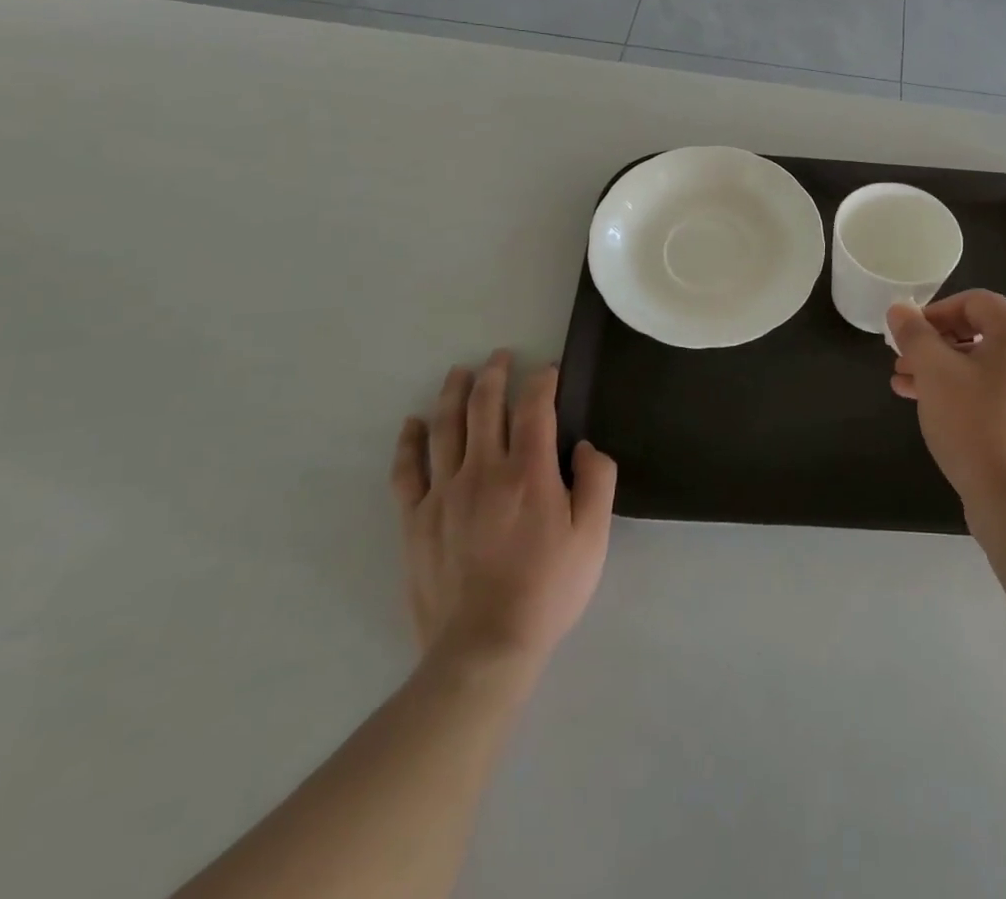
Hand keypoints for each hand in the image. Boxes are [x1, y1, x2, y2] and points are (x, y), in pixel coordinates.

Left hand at [390, 352, 617, 671]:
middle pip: (486, 406)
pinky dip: (409, 441)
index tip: (549, 371)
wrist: (483, 649)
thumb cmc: (547, 590)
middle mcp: (484, 470)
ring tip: (460, 372)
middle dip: (495, 374)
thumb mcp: (593, 537)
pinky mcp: (416, 520)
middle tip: (501, 356)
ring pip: (445, 427)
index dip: (543, 381)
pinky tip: (412, 424)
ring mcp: (444, 493)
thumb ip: (598, 482)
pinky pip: (407, 470)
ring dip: (453, 393)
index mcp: (529, 472)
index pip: (535, 407)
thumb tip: (585, 446)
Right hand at [888, 290, 1005, 516]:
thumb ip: (914, 335)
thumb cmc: (974, 424)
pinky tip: (931, 407)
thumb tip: (899, 309)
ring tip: (904, 386)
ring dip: (943, 370)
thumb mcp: (935, 372)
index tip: (907, 334)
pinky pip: (996, 391)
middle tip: (901, 362)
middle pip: (980, 333)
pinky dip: (964, 391)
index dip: (935, 311)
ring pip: (985, 365)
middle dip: (935, 345)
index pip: (975, 302)